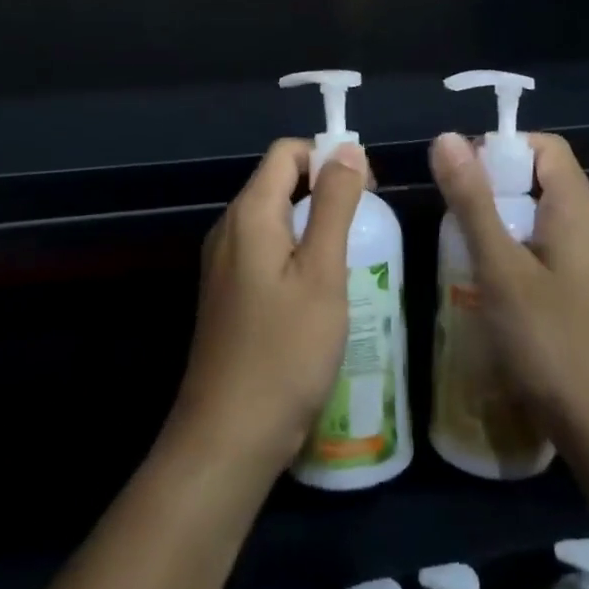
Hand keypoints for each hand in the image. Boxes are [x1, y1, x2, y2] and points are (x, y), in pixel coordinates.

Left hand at [169, 139, 367, 474]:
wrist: (227, 441)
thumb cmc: (284, 352)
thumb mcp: (322, 273)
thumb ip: (335, 204)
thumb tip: (347, 148)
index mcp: (249, 214)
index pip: (287, 152)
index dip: (328, 158)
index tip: (365, 190)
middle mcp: (229, 228)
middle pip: (279, 181)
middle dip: (325, 189)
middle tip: (365, 227)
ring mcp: (223, 264)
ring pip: (275, 217)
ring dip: (314, 223)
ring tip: (351, 259)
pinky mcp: (227, 294)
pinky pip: (265, 250)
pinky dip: (297, 252)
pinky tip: (320, 292)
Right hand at [429, 131, 588, 453]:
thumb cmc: (554, 344)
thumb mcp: (501, 269)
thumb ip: (472, 201)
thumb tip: (446, 137)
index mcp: (580, 208)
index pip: (545, 146)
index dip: (502, 148)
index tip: (461, 177)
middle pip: (544, 181)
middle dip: (496, 191)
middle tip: (456, 224)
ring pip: (547, 222)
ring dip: (506, 228)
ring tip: (468, 259)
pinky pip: (557, 255)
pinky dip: (524, 258)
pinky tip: (499, 297)